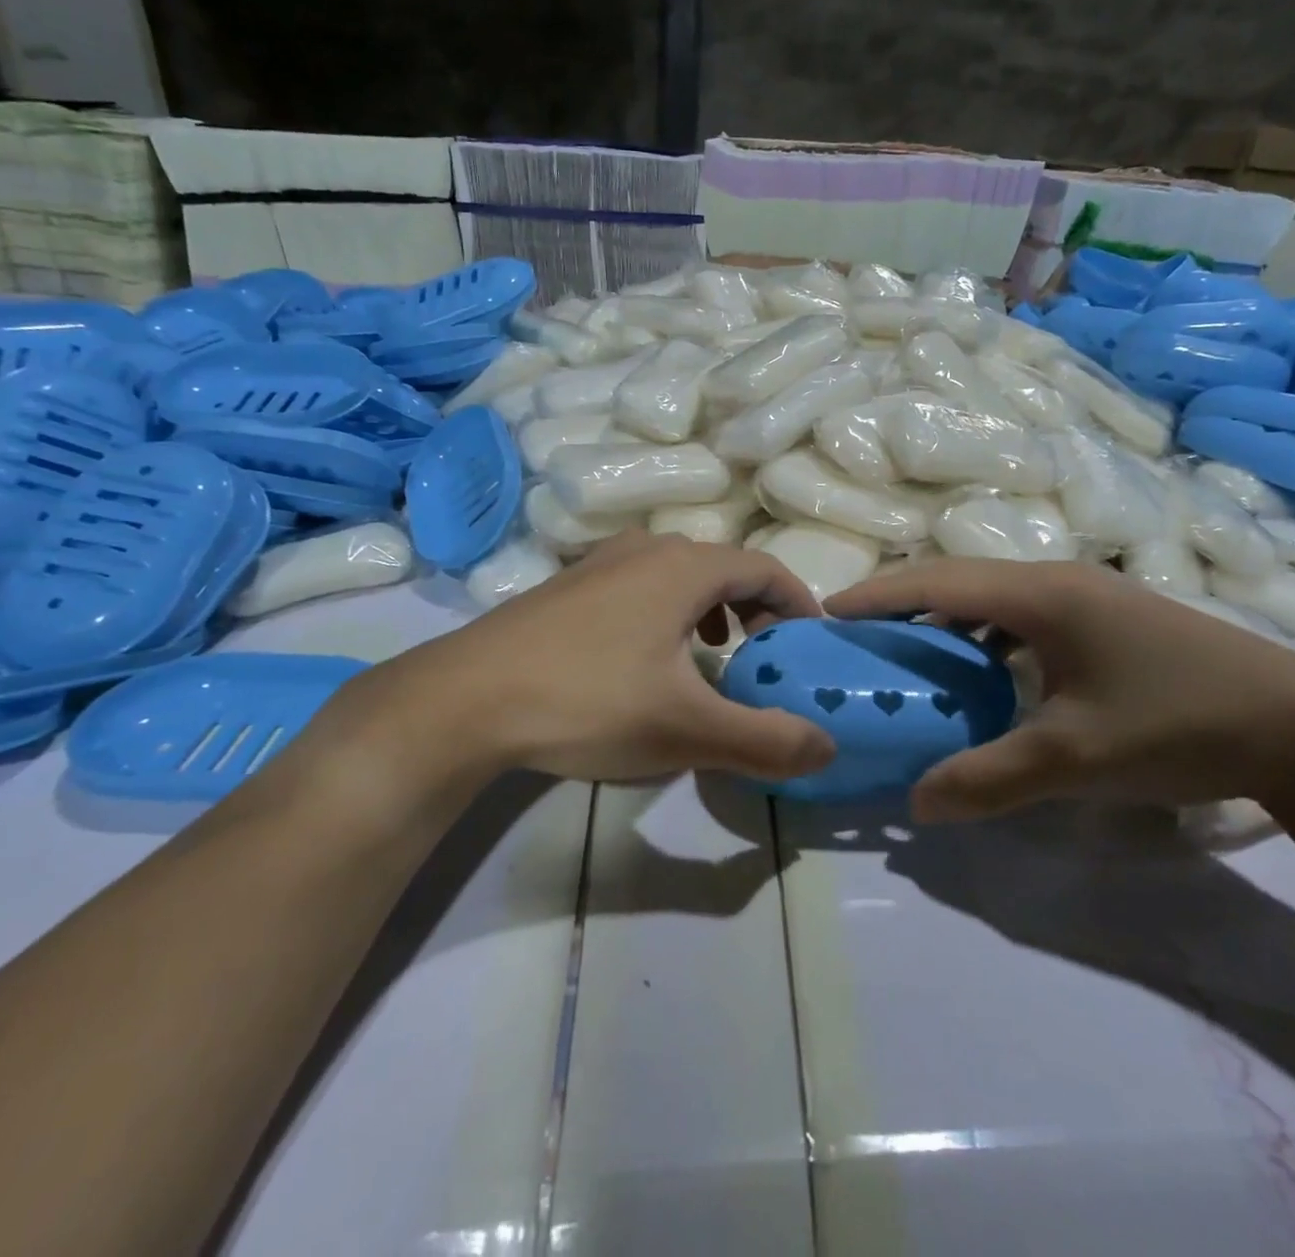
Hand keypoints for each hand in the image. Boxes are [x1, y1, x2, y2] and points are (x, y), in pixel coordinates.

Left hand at [324, 532, 836, 792]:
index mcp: (684, 567)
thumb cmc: (589, 701)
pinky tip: (647, 659)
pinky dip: (668, 612)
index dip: (798, 603)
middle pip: (723, 566)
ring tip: (714, 654)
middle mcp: (646, 549)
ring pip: (679, 574)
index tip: (811, 642)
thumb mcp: (687, 731)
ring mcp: (600, 562)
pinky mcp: (567, 586)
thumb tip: (828, 745)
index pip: (765, 568)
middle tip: (765, 655)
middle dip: (756, 608)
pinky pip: (640, 585)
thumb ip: (765, 740)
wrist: (465, 699)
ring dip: (711, 609)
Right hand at [826, 559, 1294, 823]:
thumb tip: (914, 802)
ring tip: (907, 655)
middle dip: (902, 604)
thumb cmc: (1180, 725)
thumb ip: (988, 779)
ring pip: (991, 598)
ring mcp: (1087, 598)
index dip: (878, 594)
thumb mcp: (1075, 760)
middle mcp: (1058, 581)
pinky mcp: (1106, 621)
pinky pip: (1022, 617)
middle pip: (958, 581)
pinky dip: (984, 637)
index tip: (828, 612)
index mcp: (1042, 595)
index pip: (937, 582)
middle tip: (857, 638)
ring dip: (945, 621)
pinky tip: (980, 672)